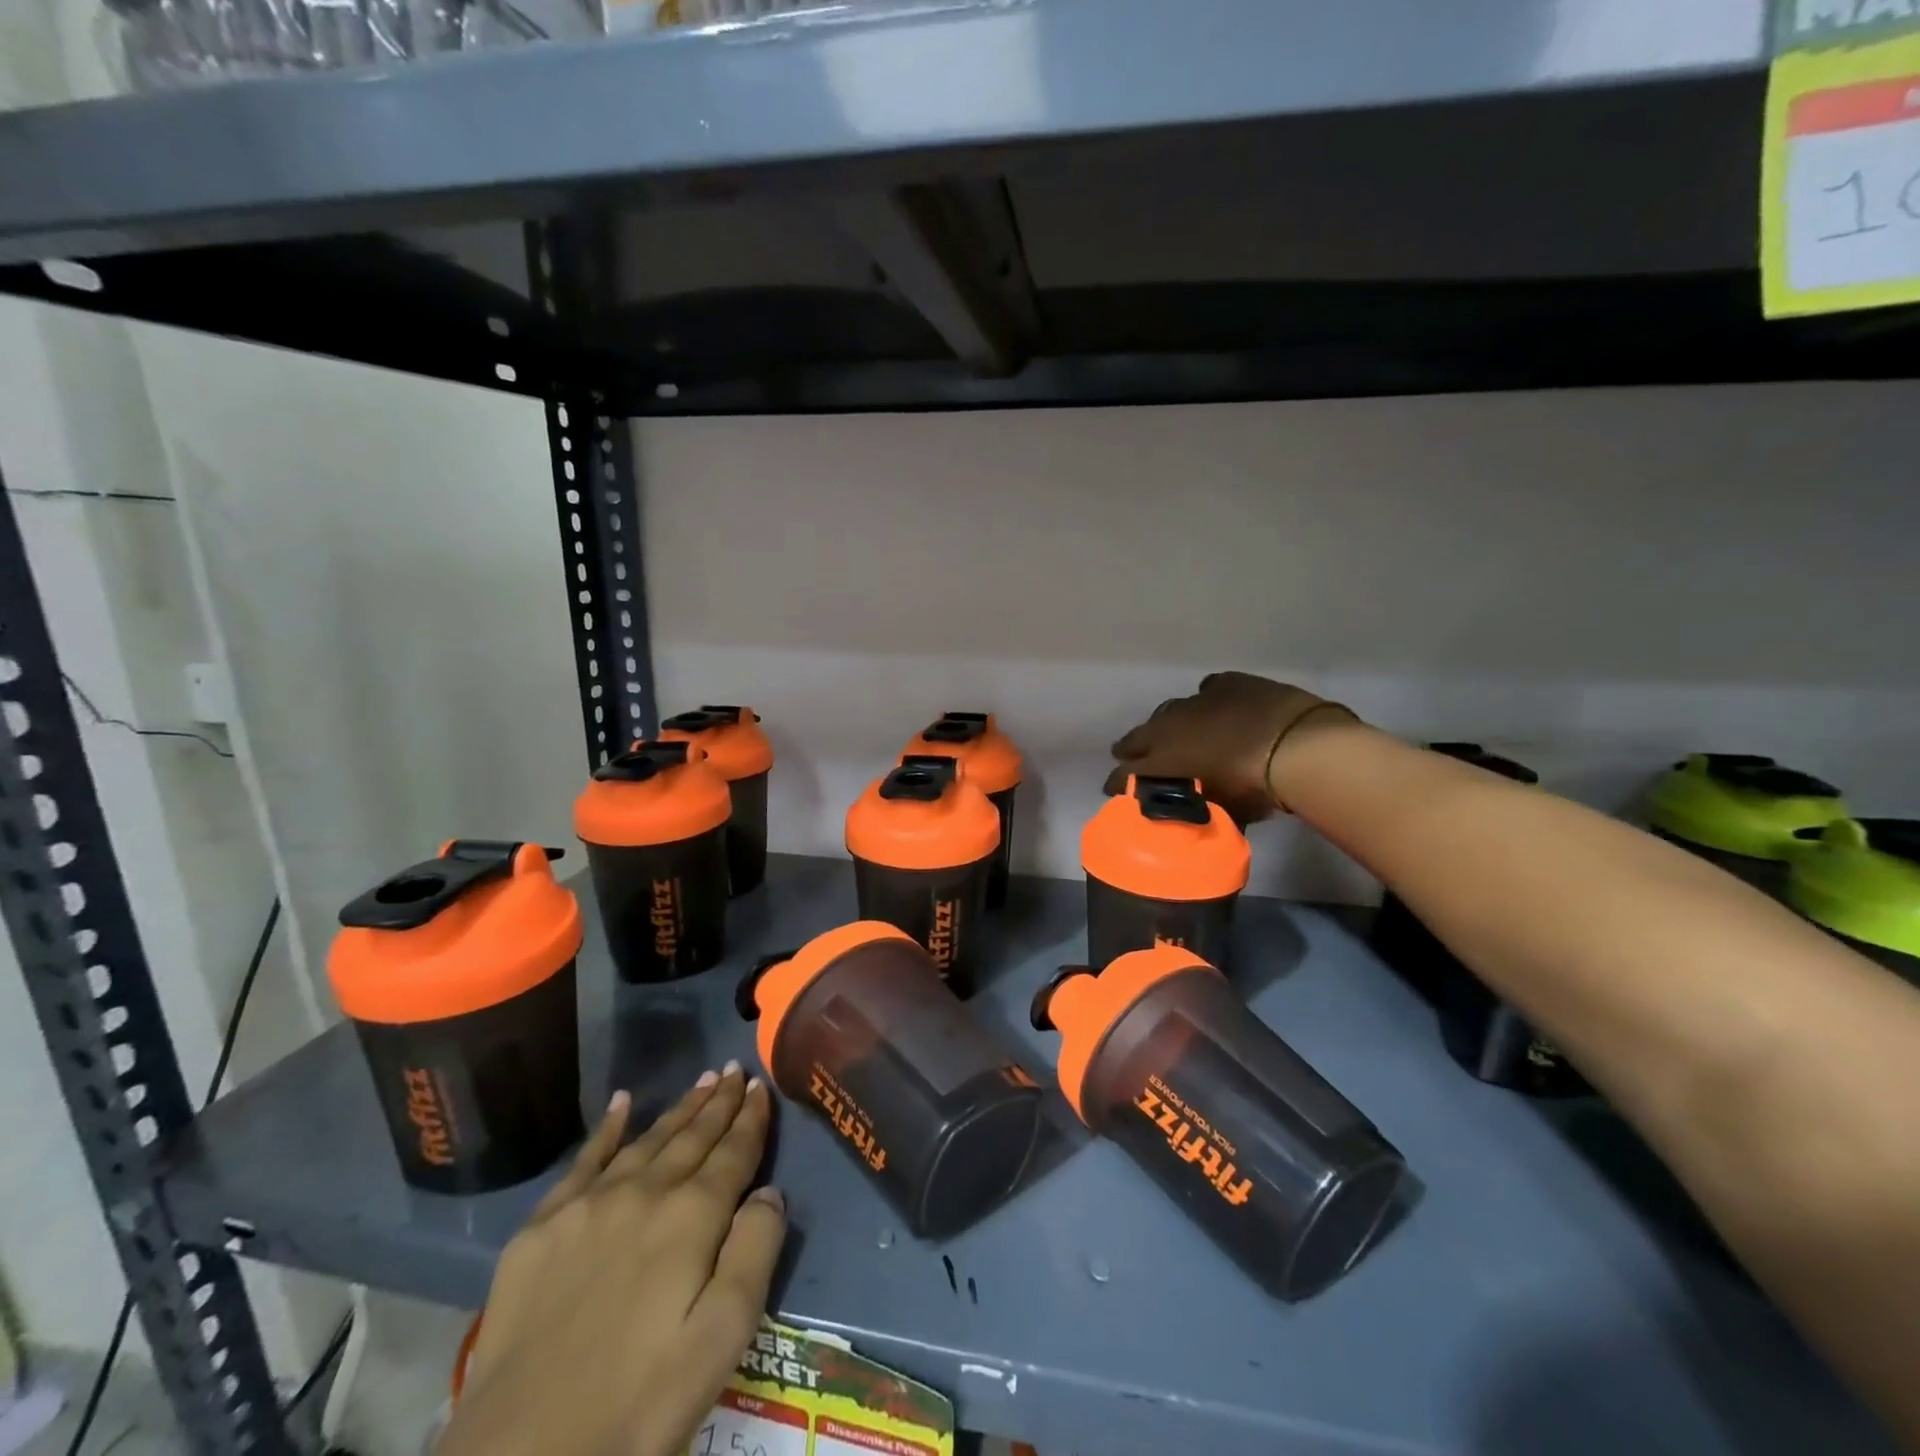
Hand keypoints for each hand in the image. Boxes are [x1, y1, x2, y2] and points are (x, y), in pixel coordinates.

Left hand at [441, 1066, 785, 1455]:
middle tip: (736, 1070)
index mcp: (691, 1218)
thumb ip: (754, 1254)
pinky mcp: (540, 1229)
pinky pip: (583, 1160)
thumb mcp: (721, 1341)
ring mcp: (587, 1205)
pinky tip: (621, 1103)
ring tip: (703, 1080)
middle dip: (719, 1102)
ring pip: (647, 1141)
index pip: (733, 1153)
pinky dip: (607, 1128)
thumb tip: (770, 1192)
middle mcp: (644, 1193)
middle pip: (692, 1137)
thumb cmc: (639, 1405)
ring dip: (679, 1109)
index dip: (751, 1119)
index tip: (761, 1087)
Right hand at [1104, 672, 1355, 821]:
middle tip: (1128, 757)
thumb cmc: (1253, 788)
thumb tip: (1196, 811)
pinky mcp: (1226, 684)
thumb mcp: (1223, 810)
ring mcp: (1196, 702)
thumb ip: (1202, 808)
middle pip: (1137, 737)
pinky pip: (1207, 690)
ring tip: (1169, 733)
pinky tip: (1213, 707)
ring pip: (1168, 711)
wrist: (1295, 746)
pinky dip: (1207, 701)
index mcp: (1162, 760)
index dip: (1117, 783)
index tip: (1113, 790)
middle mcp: (1169, 728)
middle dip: (1130, 748)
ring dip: (1165, 724)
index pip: (1125, 774)